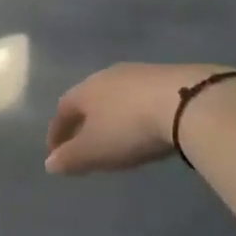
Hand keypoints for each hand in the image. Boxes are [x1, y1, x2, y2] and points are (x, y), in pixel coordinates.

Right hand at [45, 63, 225, 173]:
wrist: (186, 102)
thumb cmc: (130, 128)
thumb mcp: (95, 150)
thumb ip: (70, 158)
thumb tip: (49, 163)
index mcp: (85, 90)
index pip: (63, 111)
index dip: (57, 133)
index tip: (56, 154)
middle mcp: (107, 76)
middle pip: (89, 99)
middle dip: (85, 122)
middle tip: (86, 144)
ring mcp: (139, 73)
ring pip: (116, 96)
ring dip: (112, 116)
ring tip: (118, 136)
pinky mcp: (169, 76)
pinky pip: (142, 96)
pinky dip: (137, 112)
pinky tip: (147, 125)